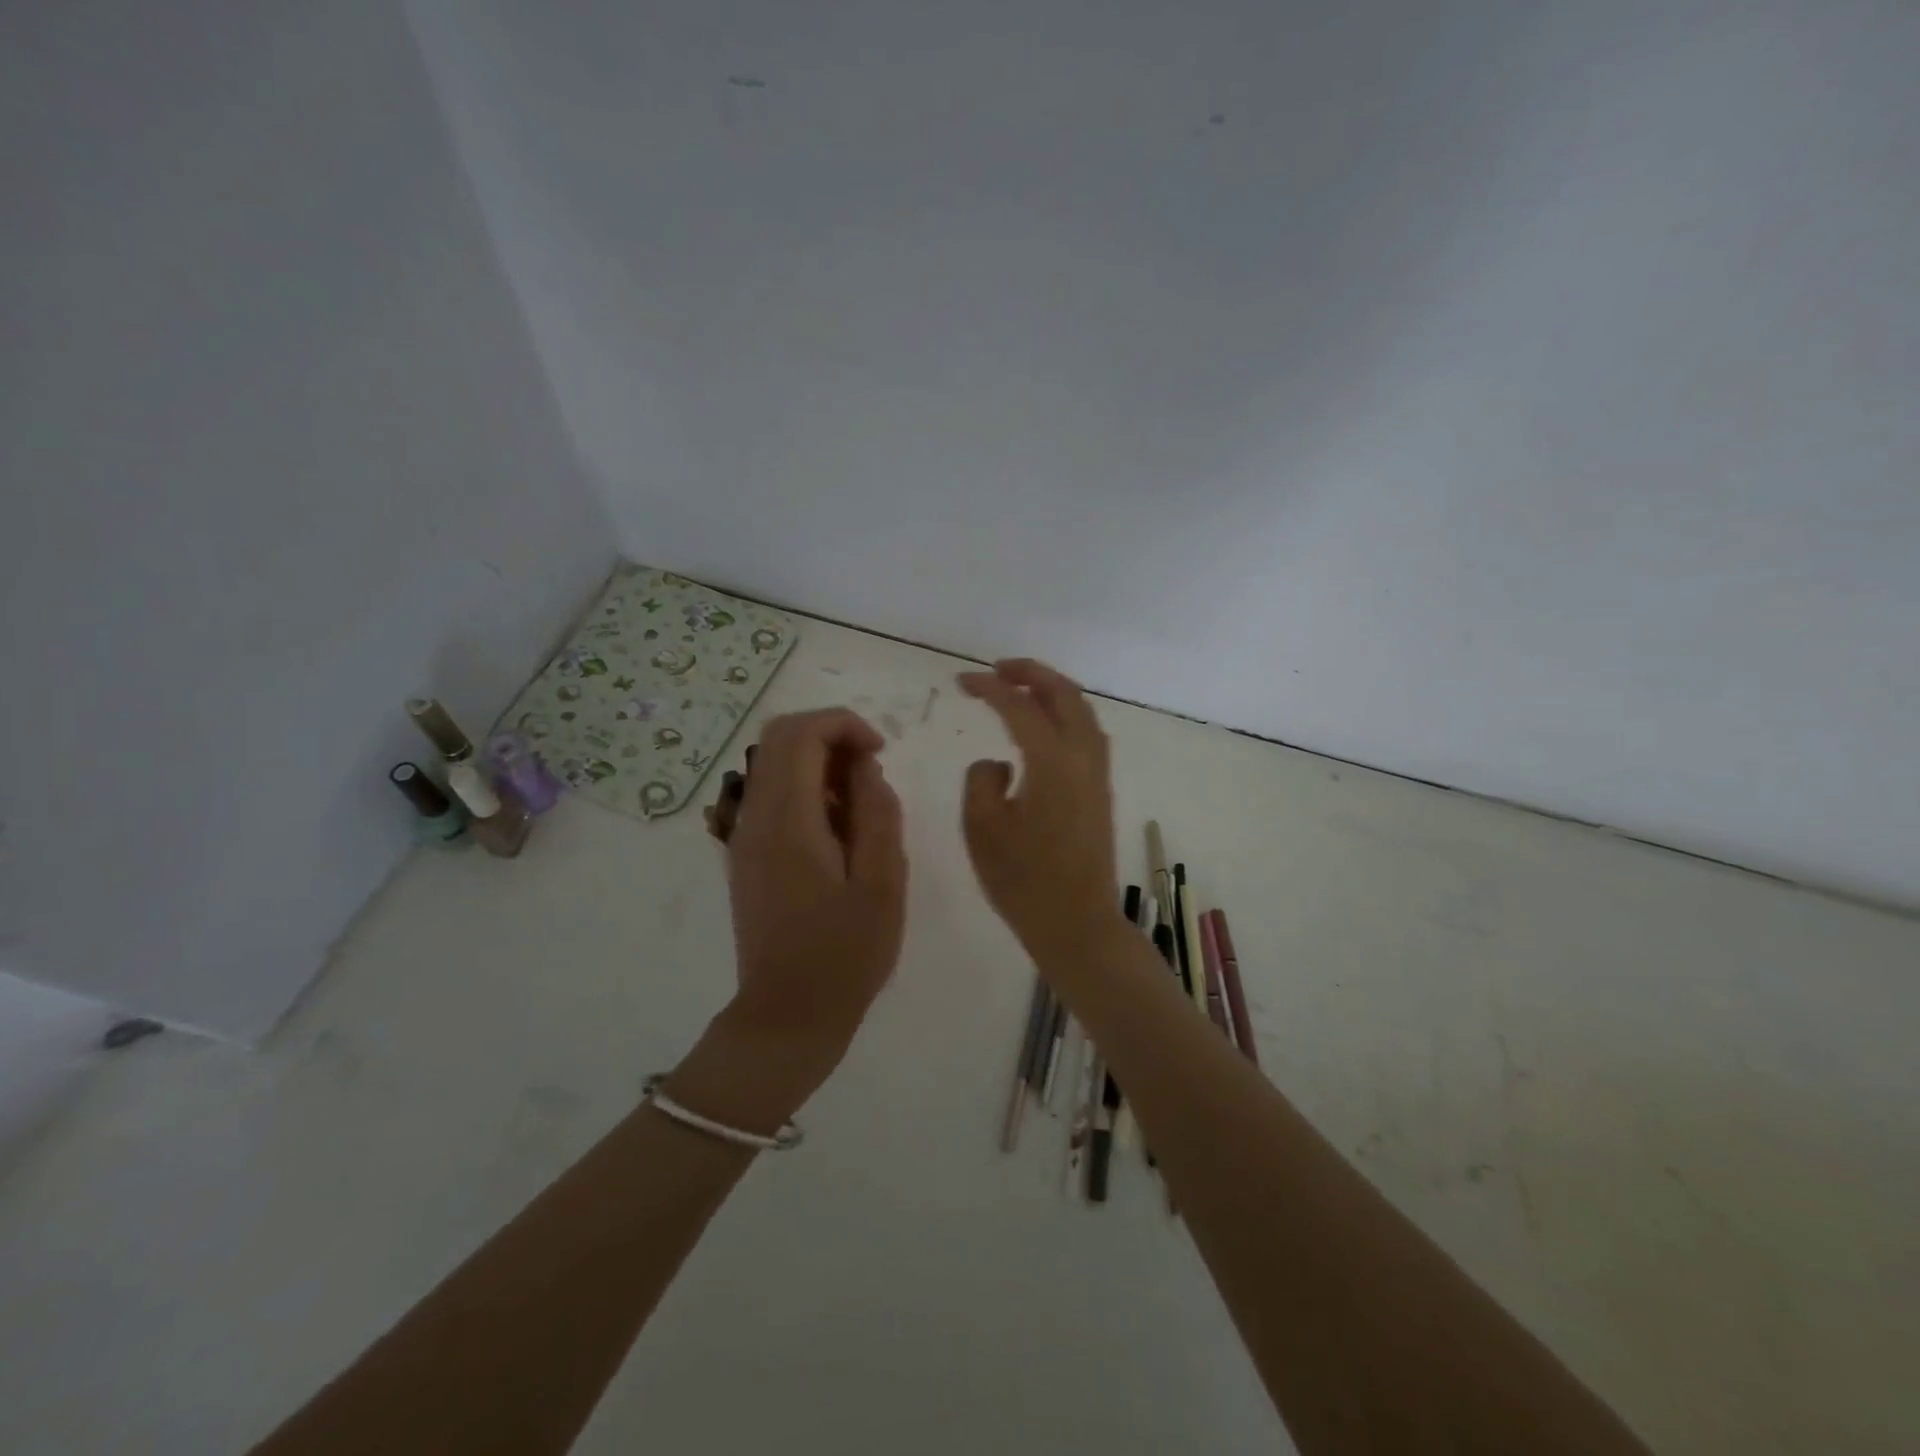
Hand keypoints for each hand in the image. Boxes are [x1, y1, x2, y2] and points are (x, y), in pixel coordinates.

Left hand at [704, 709, 907, 1103]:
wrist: (787, 1017)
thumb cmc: (845, 955)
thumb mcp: (883, 884)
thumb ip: (878, 814)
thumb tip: (865, 768)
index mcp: (788, 822)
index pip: (801, 735)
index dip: (843, 724)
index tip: (880, 751)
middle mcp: (755, 818)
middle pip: (778, 738)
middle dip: (829, 735)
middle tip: (870, 768)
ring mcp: (744, 836)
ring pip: (772, 763)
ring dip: (817, 761)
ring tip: (859, 802)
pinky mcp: (746, 854)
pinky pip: (771, 794)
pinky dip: (805, 788)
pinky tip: (837, 827)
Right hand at [959, 659, 1121, 962]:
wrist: (1077, 924)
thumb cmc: (1023, 881)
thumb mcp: (982, 828)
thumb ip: (982, 780)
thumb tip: (999, 764)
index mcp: (1052, 762)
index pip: (1019, 706)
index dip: (989, 687)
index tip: (961, 681)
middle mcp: (1083, 758)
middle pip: (1065, 695)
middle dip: (1032, 673)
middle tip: (997, 669)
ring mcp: (1098, 774)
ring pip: (1083, 712)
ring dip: (1053, 691)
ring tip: (1020, 689)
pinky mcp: (1100, 792)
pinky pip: (1087, 734)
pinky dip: (1066, 715)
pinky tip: (1044, 728)